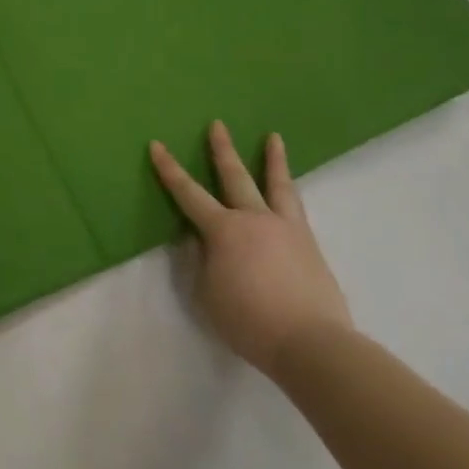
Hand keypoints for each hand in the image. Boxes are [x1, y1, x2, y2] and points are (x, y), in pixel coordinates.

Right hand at [149, 122, 351, 379]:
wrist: (312, 343)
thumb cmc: (249, 321)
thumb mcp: (207, 294)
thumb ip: (201, 261)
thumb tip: (201, 239)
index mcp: (223, 230)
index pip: (188, 193)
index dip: (169, 169)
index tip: (156, 144)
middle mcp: (254, 219)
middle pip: (235, 176)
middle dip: (222, 149)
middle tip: (217, 124)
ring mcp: (286, 228)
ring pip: (277, 184)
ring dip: (273, 159)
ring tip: (274, 137)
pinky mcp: (310, 244)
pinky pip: (296, 207)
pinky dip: (290, 191)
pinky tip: (291, 190)